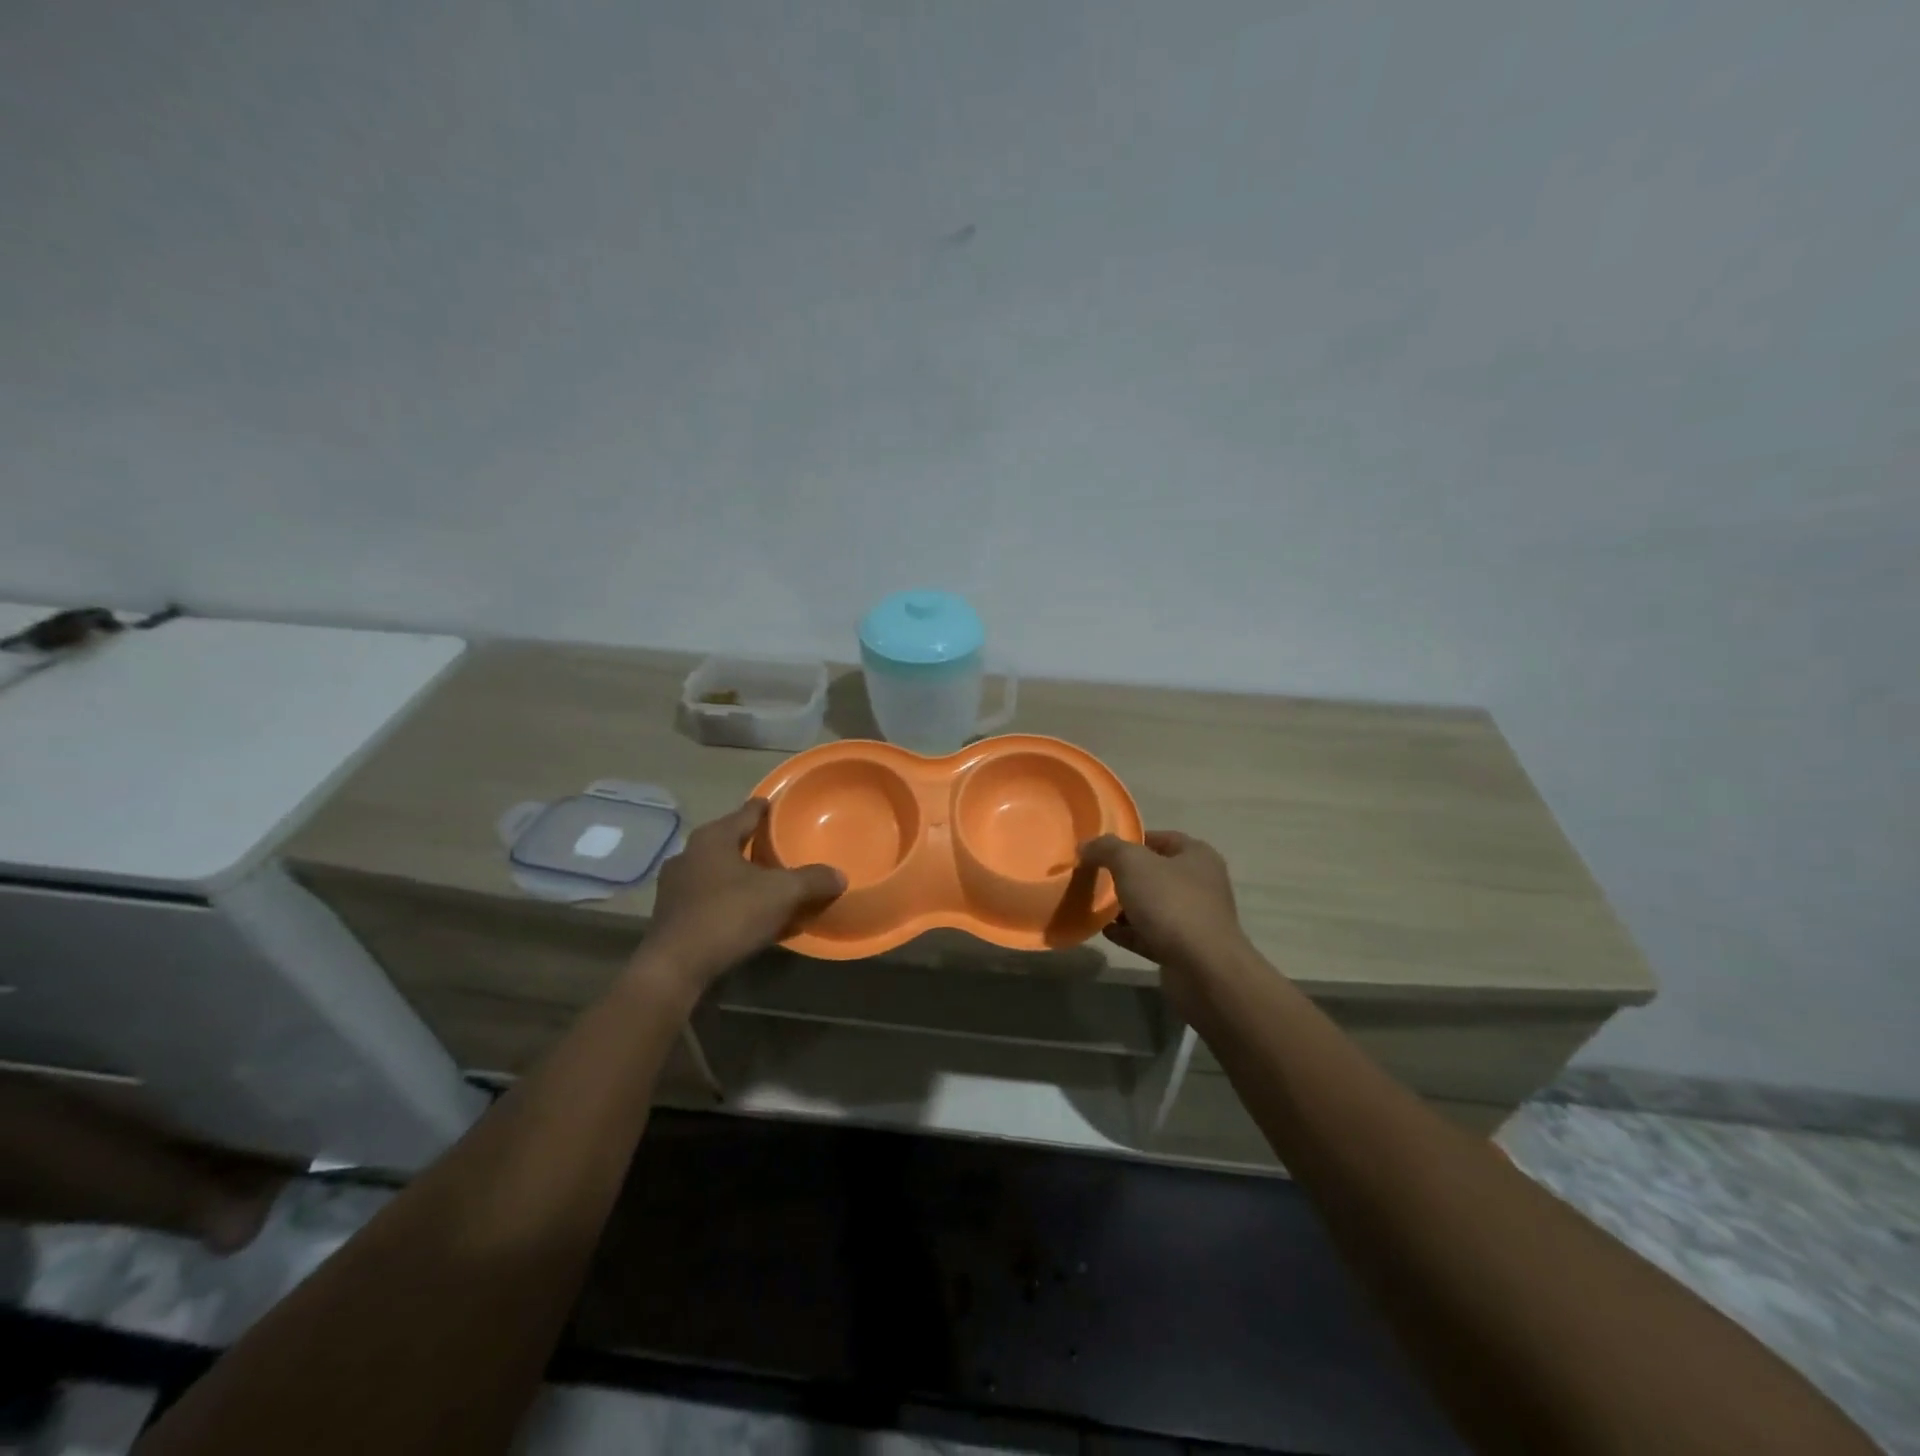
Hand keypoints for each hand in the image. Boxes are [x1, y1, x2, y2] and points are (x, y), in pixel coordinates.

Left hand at [644, 800, 845, 985]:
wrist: (674, 968)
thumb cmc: (728, 916)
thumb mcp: (781, 895)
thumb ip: (812, 880)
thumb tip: (839, 876)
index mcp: (713, 837)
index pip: (748, 812)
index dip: (768, 809)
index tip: (783, 808)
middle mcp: (689, 853)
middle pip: (731, 841)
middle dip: (755, 845)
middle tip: (782, 850)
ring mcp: (674, 885)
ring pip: (717, 870)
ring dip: (740, 875)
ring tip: (767, 884)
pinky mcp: (670, 914)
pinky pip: (708, 897)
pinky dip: (728, 899)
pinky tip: (745, 914)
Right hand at [1078, 831, 1252, 1011]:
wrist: (1203, 970)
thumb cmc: (1171, 904)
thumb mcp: (1132, 864)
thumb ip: (1107, 848)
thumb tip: (1087, 846)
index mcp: (1196, 856)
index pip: (1161, 838)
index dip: (1131, 840)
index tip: (1102, 849)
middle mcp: (1200, 884)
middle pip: (1155, 873)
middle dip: (1125, 875)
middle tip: (1094, 877)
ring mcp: (1194, 919)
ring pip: (1153, 906)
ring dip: (1126, 906)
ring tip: (1095, 905)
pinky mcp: (1184, 949)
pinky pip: (1150, 934)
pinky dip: (1129, 932)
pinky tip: (1105, 931)